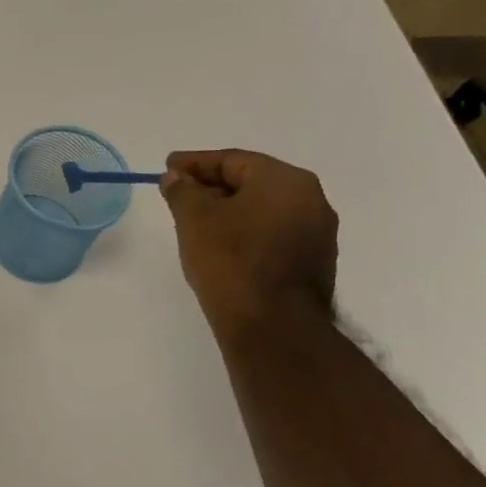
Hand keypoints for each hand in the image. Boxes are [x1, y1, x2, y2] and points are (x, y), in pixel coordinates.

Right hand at [160, 149, 338, 336]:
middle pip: (252, 182)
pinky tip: (222, 246)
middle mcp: (310, 199)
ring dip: (230, 210)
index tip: (168, 166)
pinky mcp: (313, 262)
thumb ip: (183, 191)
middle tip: (180, 193)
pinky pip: (273, 234)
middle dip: (212, 185)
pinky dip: (246, 232)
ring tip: (196, 221)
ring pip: (263, 210)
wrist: (273, 325)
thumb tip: (176, 177)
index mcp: (284, 180)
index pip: (233, 160)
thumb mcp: (195, 219)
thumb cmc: (231, 261)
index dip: (195, 162)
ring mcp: (317, 233)